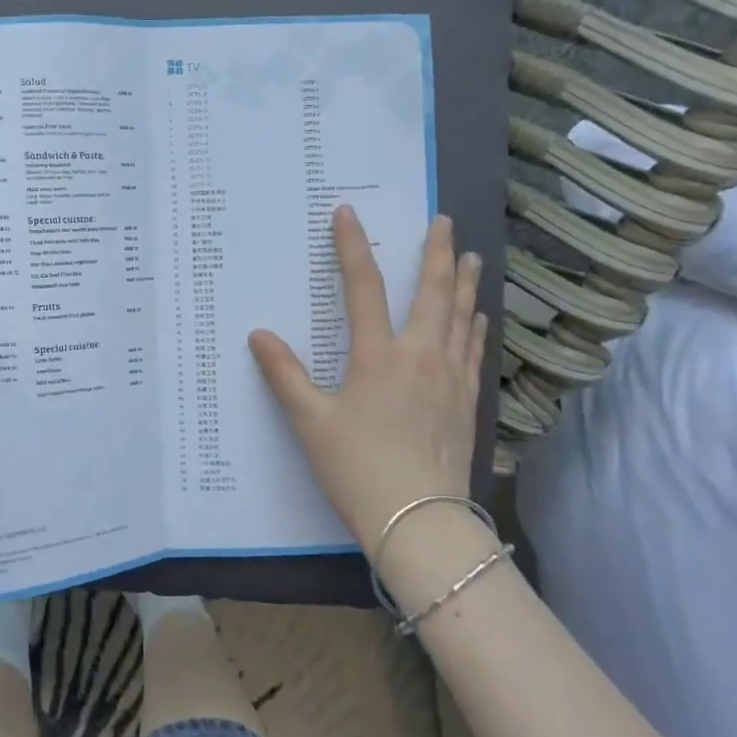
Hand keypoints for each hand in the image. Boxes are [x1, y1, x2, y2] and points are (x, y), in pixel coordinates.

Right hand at [249, 207, 486, 553]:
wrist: (420, 523)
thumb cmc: (357, 469)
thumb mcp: (310, 422)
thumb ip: (284, 375)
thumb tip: (258, 336)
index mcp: (378, 356)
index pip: (363, 287)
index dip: (352, 247)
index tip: (346, 213)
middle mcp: (420, 356)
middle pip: (431, 292)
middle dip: (435, 252)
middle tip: (442, 220)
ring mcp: (450, 378)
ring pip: (460, 317)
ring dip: (463, 282)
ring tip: (469, 255)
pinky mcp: (467, 402)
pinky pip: (474, 351)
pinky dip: (475, 326)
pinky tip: (478, 317)